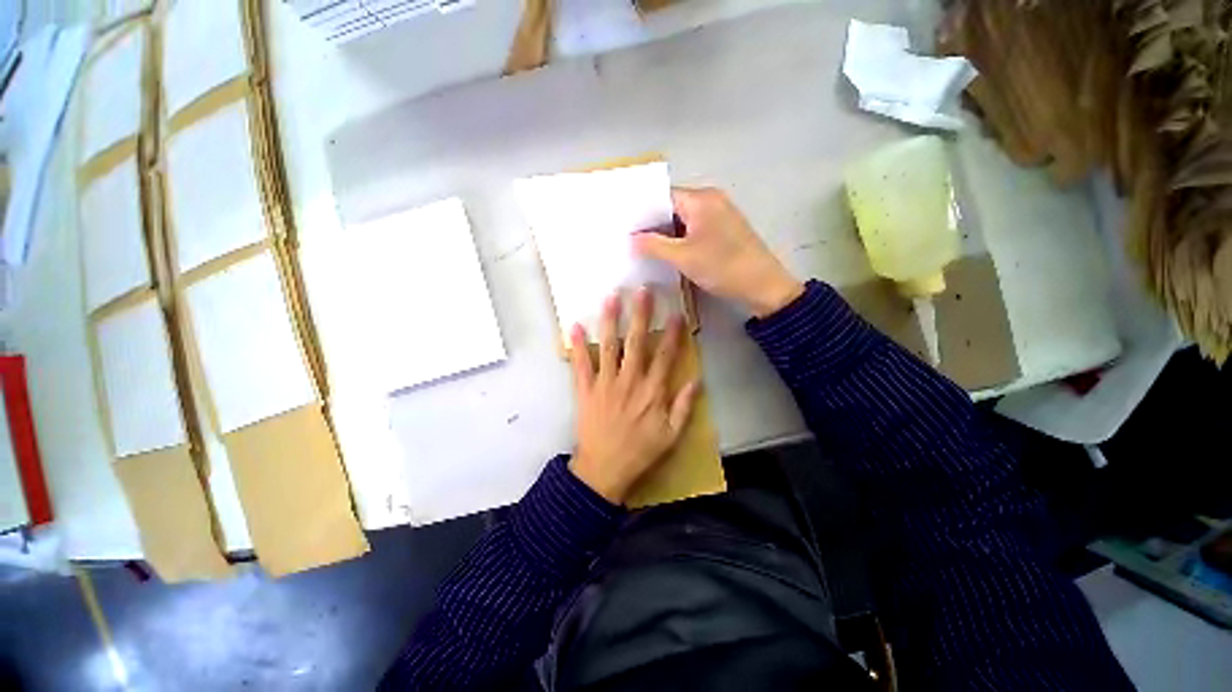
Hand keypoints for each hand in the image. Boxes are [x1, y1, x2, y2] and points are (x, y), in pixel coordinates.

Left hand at [568, 288, 698, 504]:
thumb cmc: (640, 452)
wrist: (604, 469)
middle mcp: (629, 381)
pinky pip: (581, 364)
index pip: (665, 355)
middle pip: (637, 342)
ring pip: (609, 346)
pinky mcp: (585, 390)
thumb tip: (697, 380)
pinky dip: (577, 345)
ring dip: (611, 321)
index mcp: (652, 391)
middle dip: (641, 315)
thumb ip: (684, 407)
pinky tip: (575, 326)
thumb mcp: (671, 435)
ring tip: (611, 297)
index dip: (672, 333)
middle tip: (642, 291)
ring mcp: (605, 383)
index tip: (676, 313)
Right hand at [633, 188, 803, 317]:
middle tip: (628, 238)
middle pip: (673, 207)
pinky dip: (680, 239)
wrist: (763, 286)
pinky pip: (694, 230)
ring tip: (642, 247)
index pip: (662, 197)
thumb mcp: (683, 257)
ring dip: (666, 234)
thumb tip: (631, 238)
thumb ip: (654, 245)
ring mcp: (719, 215)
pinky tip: (665, 253)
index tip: (624, 225)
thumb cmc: (722, 267)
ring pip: (683, 220)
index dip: (642, 211)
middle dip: (652, 224)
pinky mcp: (724, 231)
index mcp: (701, 199)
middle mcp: (711, 200)